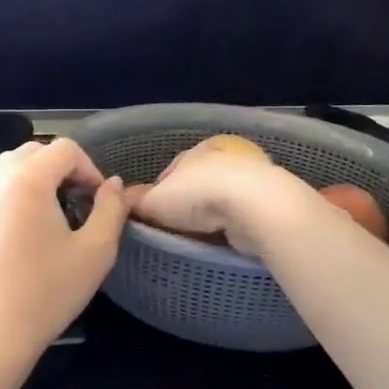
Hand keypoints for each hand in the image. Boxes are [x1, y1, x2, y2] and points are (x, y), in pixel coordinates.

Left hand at [0, 138, 127, 372]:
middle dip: (63, 169)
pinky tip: (30, 231)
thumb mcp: (95, 251)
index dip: (90, 167)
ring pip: (12, 168)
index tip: (100, 200)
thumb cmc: (47, 292)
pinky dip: (18, 193)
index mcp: (27, 179)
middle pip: (36, 152)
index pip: (65, 149)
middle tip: (81, 202)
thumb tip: (114, 185)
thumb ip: (112, 209)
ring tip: (57, 214)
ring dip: (39, 178)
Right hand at [124, 144, 317, 255]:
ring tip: (200, 237)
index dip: (159, 193)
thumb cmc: (198, 196)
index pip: (170, 171)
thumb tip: (120, 199)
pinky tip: (225, 238)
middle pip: (197, 183)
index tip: (154, 216)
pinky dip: (232, 223)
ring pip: (222, 197)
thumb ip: (136, 201)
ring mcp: (249, 175)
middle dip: (187, 203)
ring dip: (212, 214)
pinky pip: (241, 212)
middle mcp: (223, 156)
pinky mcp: (268, 197)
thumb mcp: (155, 201)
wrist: (256, 205)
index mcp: (194, 150)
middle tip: (176, 228)